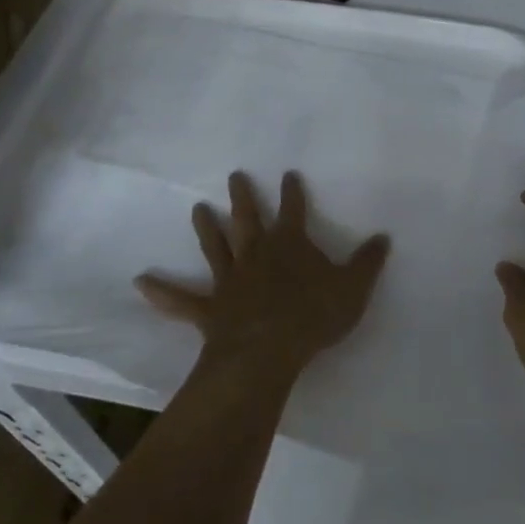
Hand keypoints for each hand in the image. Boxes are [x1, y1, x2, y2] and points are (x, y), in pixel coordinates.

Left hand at [136, 170, 389, 378]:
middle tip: (234, 175)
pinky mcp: (210, 308)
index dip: (293, 192)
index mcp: (290, 244)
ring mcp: (230, 280)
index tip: (289, 174)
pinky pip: (182, 300)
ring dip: (206, 228)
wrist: (269, 350)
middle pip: (248, 219)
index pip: (294, 210)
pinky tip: (141, 282)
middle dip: (244, 197)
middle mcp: (256, 254)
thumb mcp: (353, 289)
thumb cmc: (313, 316)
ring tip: (196, 209)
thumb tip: (383, 237)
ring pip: (216, 247)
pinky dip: (162, 292)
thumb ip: (367, 263)